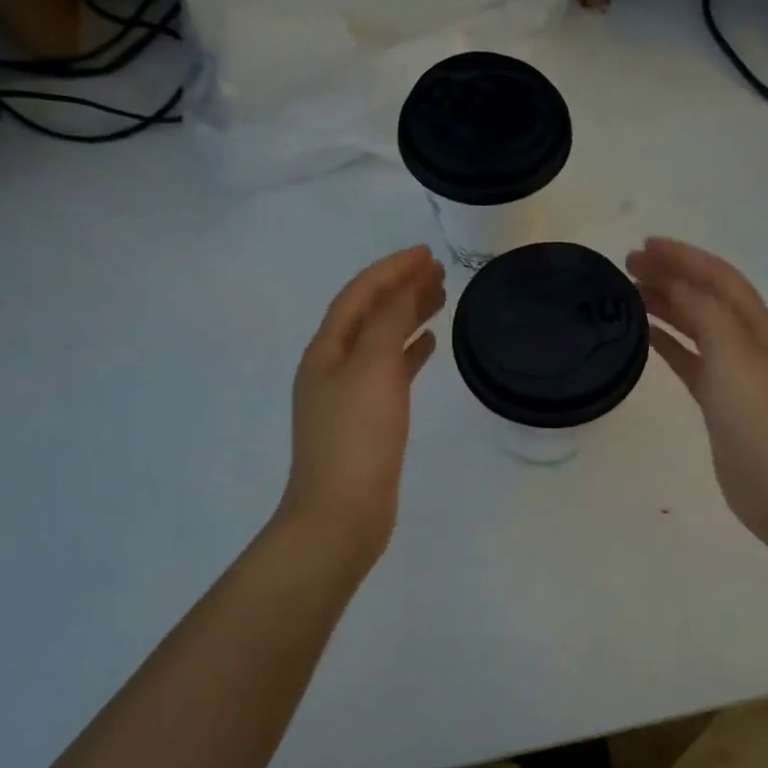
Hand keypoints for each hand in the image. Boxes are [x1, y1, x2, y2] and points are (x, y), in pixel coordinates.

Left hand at [279, 246, 446, 564]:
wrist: (341, 514)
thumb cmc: (356, 437)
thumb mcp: (372, 369)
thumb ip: (387, 322)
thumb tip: (402, 286)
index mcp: (326, 350)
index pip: (360, 294)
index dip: (391, 269)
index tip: (426, 253)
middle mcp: (332, 366)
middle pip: (369, 314)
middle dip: (401, 288)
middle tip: (439, 272)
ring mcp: (348, 394)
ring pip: (381, 341)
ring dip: (407, 316)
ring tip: (440, 299)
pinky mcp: (367, 420)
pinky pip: (390, 371)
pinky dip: (409, 352)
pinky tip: (430, 345)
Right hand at [628, 238, 767, 550]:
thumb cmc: (759, 415)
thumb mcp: (733, 352)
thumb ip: (704, 311)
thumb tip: (674, 283)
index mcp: (760, 323)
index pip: (718, 276)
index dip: (683, 257)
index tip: (645, 245)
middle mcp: (748, 339)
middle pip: (705, 296)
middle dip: (670, 275)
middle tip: (629, 264)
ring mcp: (734, 370)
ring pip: (695, 325)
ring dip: (666, 304)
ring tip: (630, 291)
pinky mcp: (718, 397)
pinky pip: (689, 357)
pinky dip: (668, 341)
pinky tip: (645, 334)